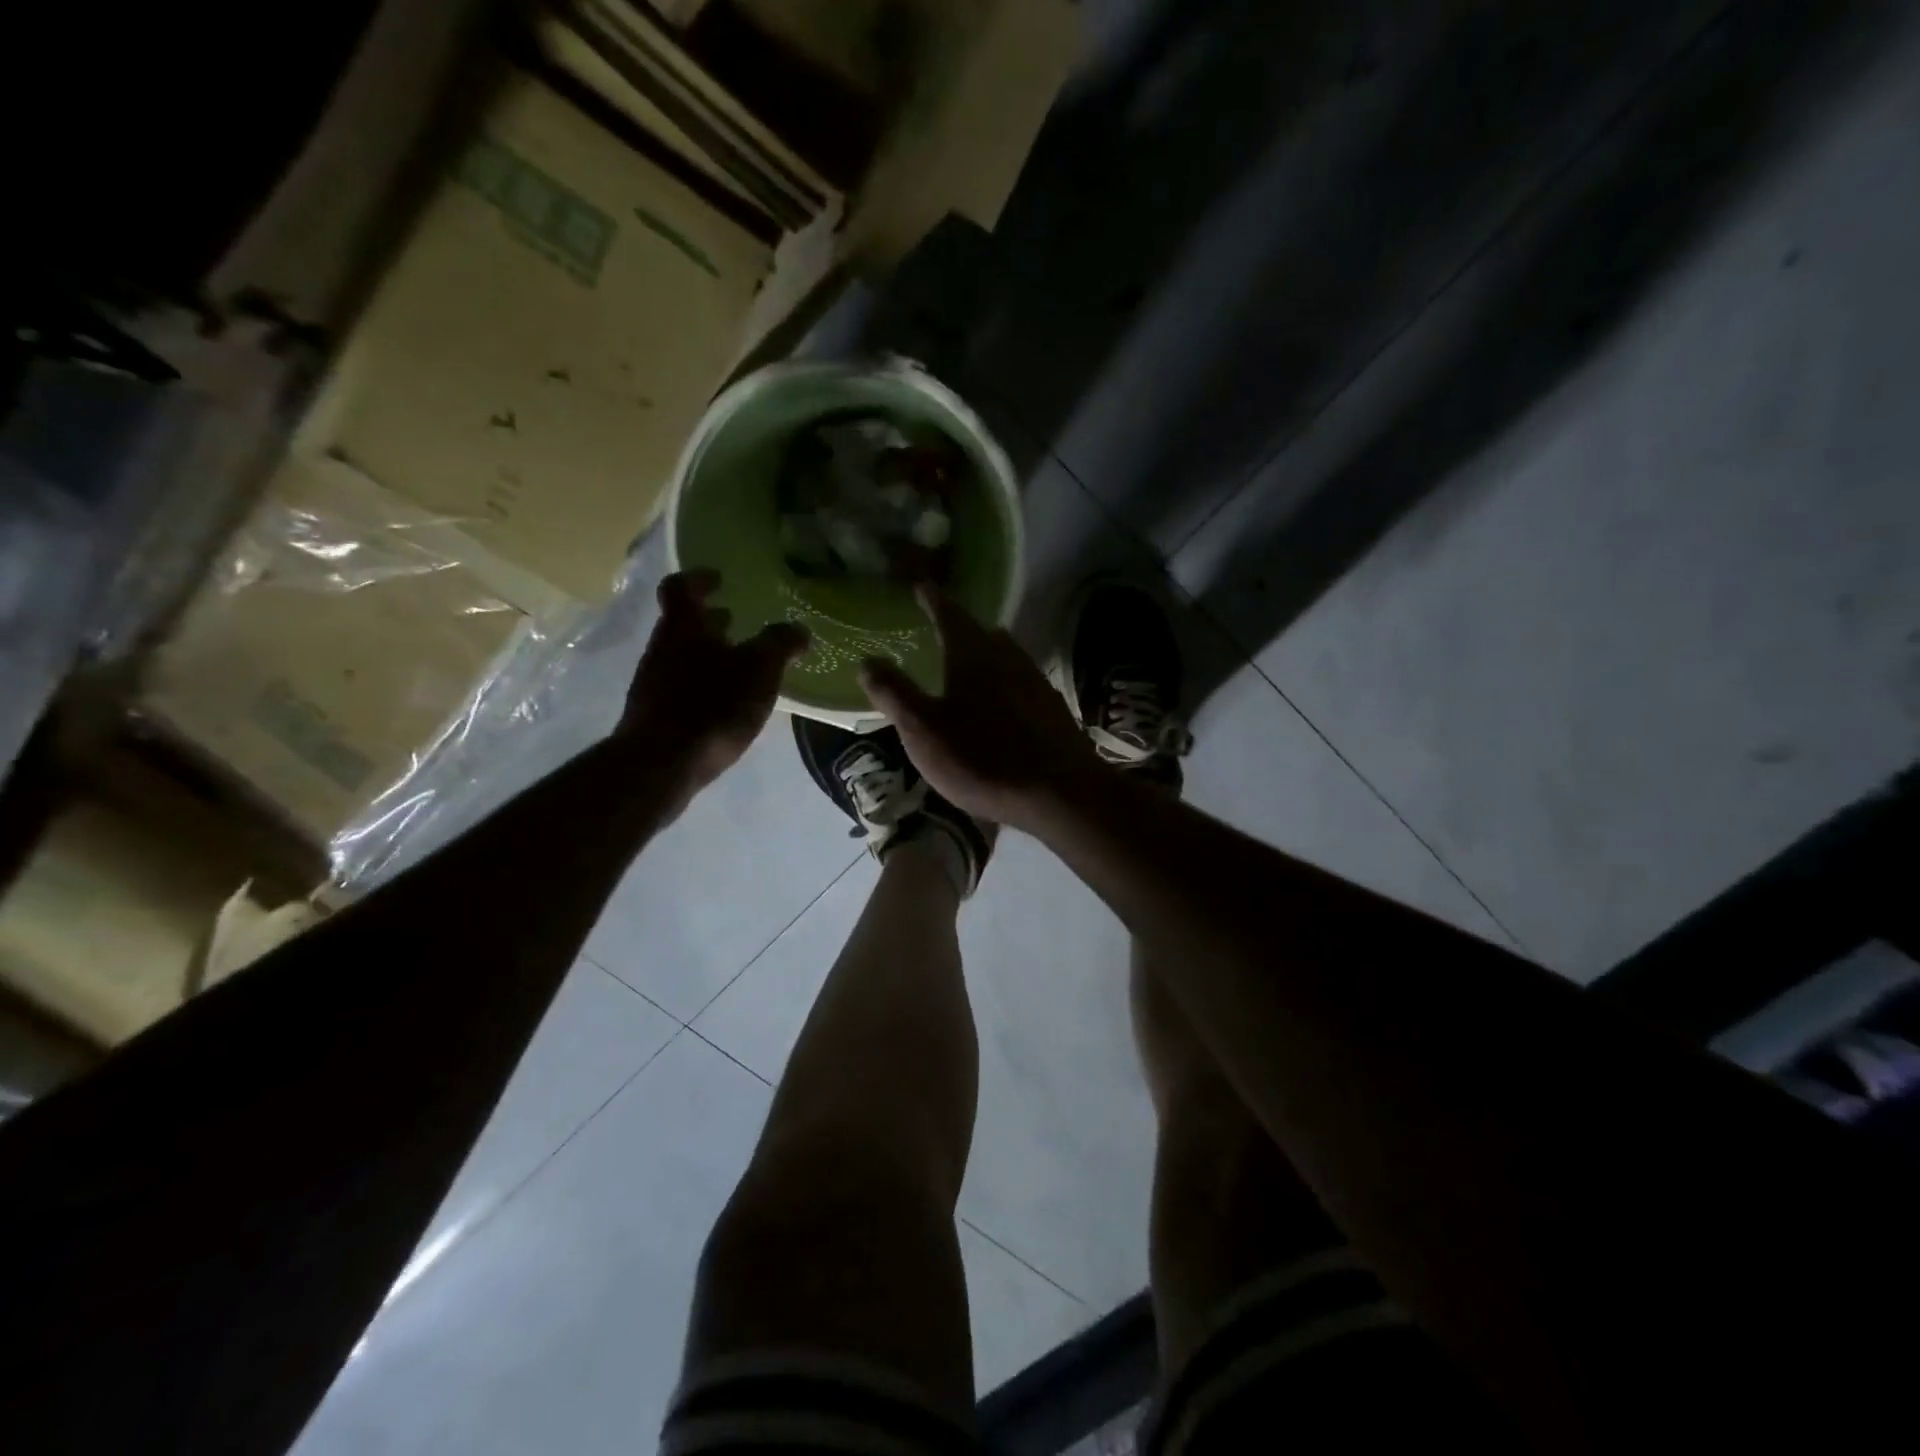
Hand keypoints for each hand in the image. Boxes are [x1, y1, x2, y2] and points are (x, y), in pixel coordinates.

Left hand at [620, 570, 808, 793]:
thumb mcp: (759, 670)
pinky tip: (725, 704)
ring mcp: (653, 683)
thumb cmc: (711, 705)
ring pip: (682, 657)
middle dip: (710, 622)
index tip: (720, 579)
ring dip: (708, 655)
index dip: (700, 578)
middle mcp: (661, 648)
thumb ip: (780, 644)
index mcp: (683, 627)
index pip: (681, 587)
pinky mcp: (654, 716)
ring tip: (740, 667)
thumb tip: (799, 629)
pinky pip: (681, 688)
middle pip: (682, 624)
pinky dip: (703, 685)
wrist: (661, 764)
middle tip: (737, 622)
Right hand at [859, 587, 1099, 828]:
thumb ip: (894, 693)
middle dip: (962, 628)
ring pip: (1007, 657)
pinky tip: (1002, 704)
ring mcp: (1036, 683)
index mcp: (973, 655)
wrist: (1058, 792)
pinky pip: (1023, 684)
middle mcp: (1008, 657)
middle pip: (983, 633)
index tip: (922, 586)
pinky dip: (1006, 684)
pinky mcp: (1054, 709)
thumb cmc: (981, 757)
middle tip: (944, 628)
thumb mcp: (923, 730)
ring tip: (971, 664)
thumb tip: (868, 660)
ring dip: (987, 655)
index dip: (933, 599)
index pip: (949, 614)